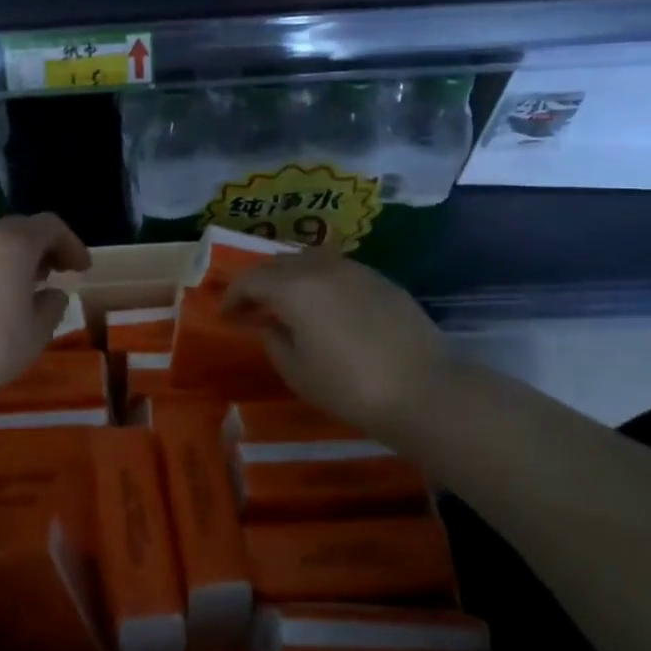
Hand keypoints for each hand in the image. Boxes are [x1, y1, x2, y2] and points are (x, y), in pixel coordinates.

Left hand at [0, 214, 91, 412]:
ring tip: (29, 286)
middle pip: (21, 228)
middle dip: (45, 246)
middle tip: (59, 272)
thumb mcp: (36, 333)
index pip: (50, 226)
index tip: (82, 269)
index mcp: (13, 245)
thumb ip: (52, 306)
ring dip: (18, 256)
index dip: (72, 243)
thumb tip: (53, 293)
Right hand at [226, 250, 455, 439]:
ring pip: (309, 260)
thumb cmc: (349, 387)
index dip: (232, 296)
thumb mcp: (297, 371)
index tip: (225, 315)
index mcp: (293, 288)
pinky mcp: (381, 280)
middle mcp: (321, 268)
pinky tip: (324, 305)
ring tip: (286, 302)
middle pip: (278, 263)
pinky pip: (337, 270)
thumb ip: (273, 340)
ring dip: (289, 276)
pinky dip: (319, 280)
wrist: (424, 391)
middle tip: (251, 306)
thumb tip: (267, 325)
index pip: (250, 280)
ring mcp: (355, 270)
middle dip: (258, 282)